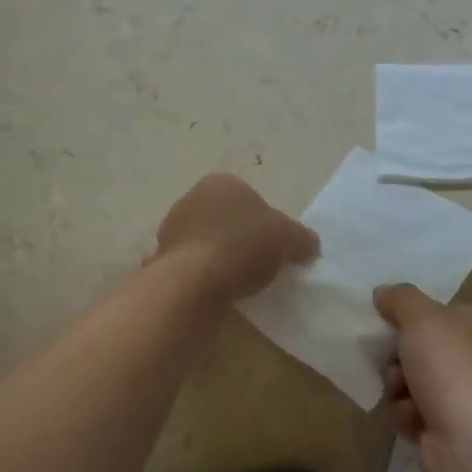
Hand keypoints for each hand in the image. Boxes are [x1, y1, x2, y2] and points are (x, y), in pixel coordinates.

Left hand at [153, 174, 318, 301]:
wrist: (194, 280)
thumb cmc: (243, 245)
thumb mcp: (288, 238)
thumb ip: (302, 238)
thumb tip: (309, 245)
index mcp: (223, 182)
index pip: (251, 199)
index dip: (266, 224)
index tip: (274, 247)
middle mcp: (193, 196)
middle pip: (227, 218)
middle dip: (240, 237)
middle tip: (258, 264)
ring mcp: (172, 226)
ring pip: (206, 240)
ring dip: (218, 255)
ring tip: (236, 281)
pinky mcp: (162, 255)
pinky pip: (190, 263)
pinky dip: (200, 273)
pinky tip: (213, 289)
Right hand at [374, 284, 471, 471]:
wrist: (471, 443)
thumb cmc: (449, 369)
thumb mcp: (421, 317)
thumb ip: (399, 298)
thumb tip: (383, 293)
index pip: (434, 310)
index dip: (407, 316)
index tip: (387, 322)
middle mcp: (471, 356)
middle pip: (415, 345)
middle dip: (396, 356)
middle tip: (395, 362)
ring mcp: (460, 393)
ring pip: (407, 378)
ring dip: (397, 386)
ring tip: (405, 396)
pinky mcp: (446, 426)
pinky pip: (410, 410)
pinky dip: (406, 414)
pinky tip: (414, 421)